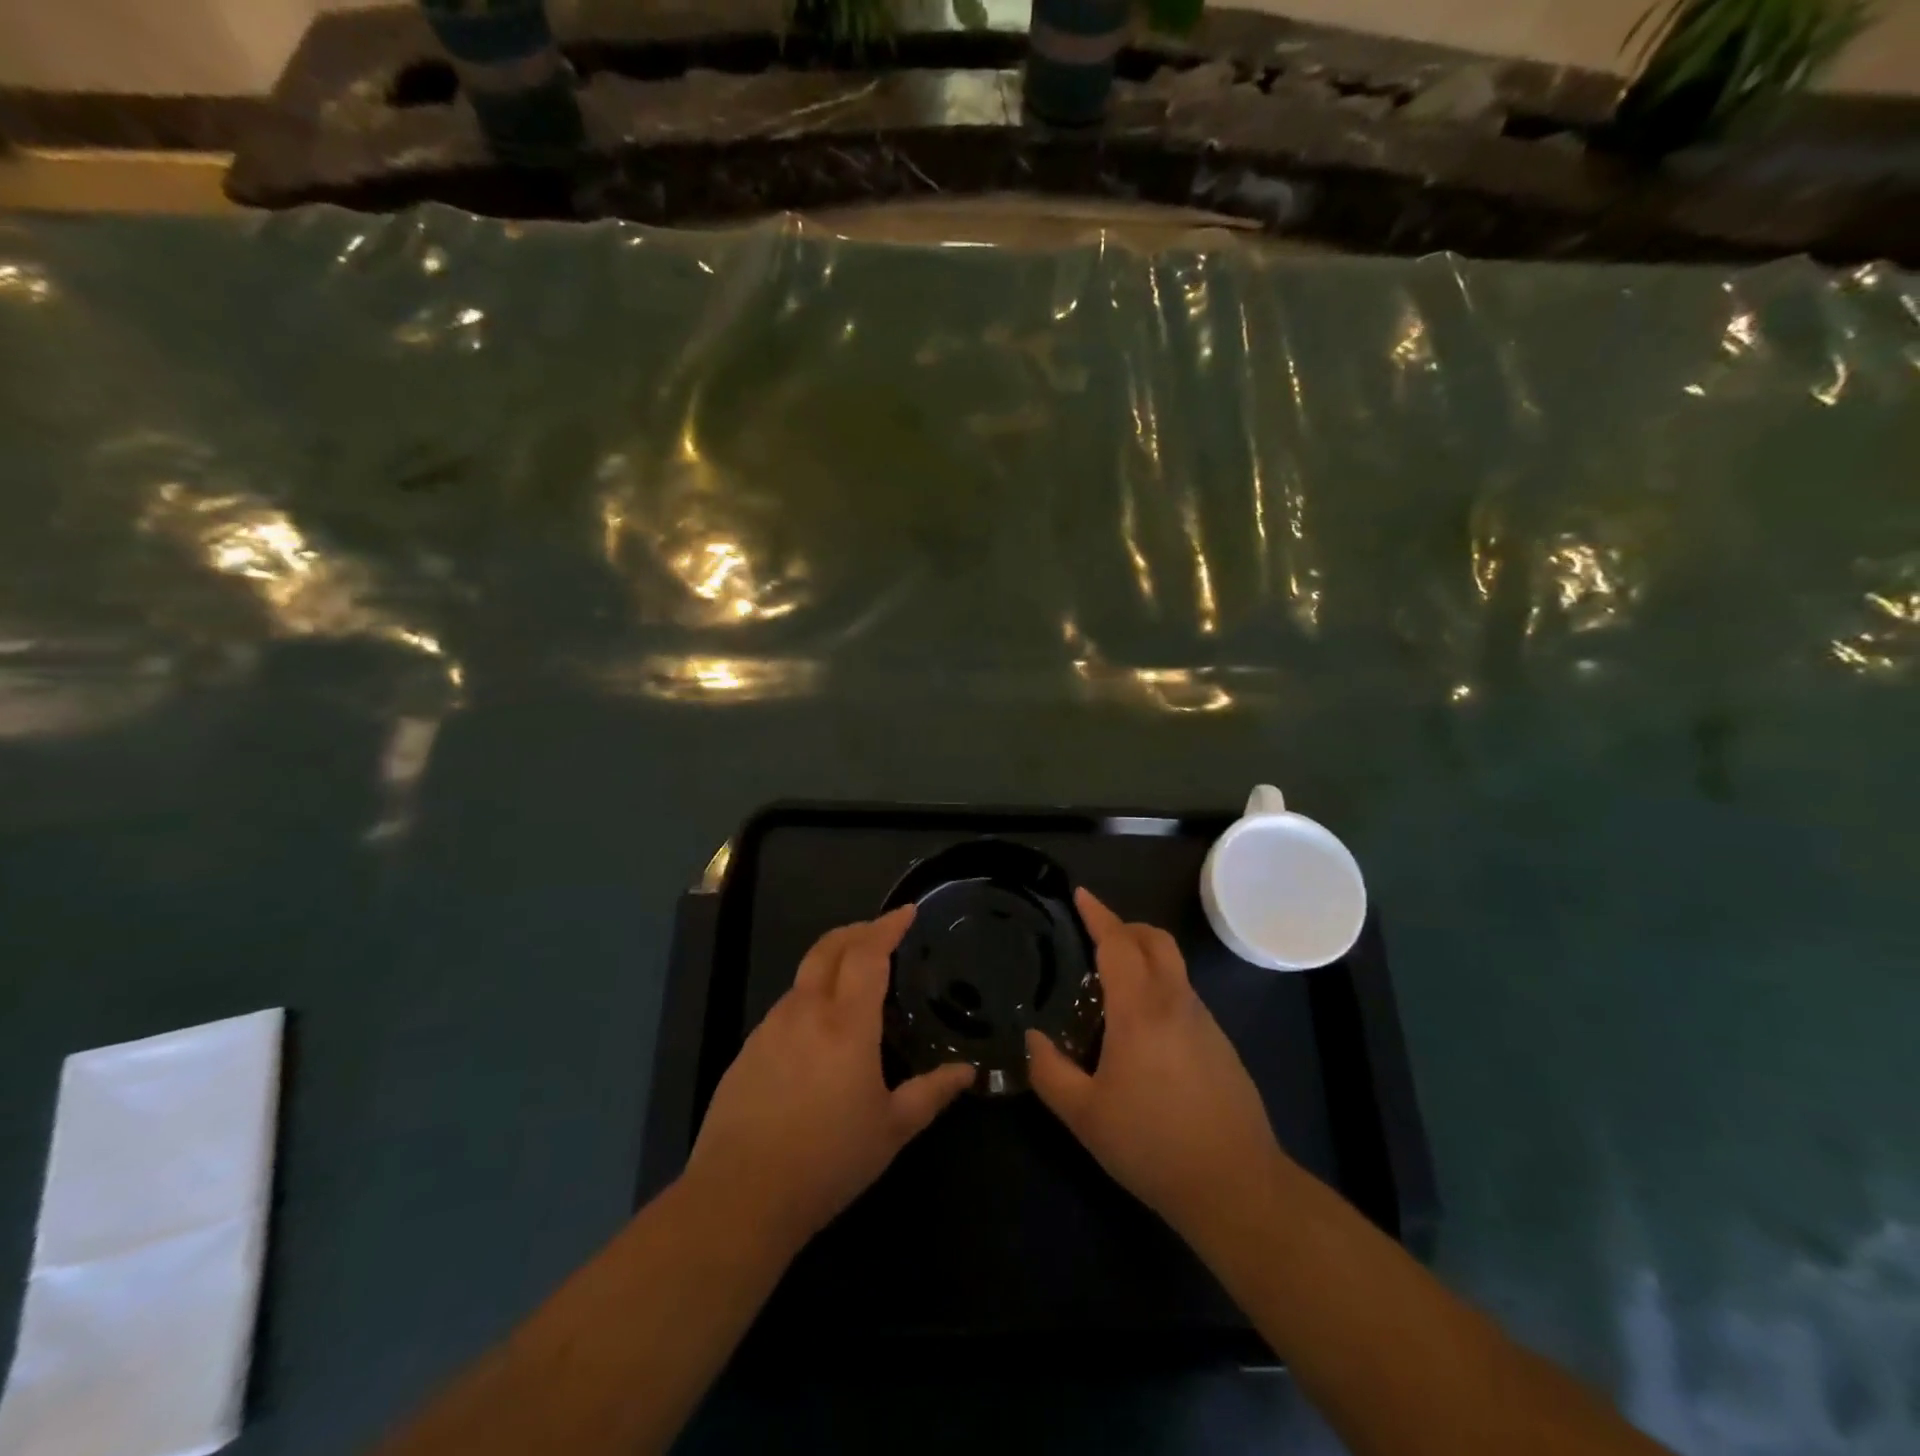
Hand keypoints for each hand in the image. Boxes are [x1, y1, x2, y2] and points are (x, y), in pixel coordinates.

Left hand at [684, 906, 973, 1253]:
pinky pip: (786, 1008)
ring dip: (832, 963)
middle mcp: (806, 1012)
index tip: (907, 911)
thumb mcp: (891, 1130)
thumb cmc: (828, 1161)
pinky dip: (810, 998)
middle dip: (858, 929)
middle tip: (882, 930)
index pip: (868, 953)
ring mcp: (770, 1028)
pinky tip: (818, 1033)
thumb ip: (931, 1094)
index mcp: (846, 1023)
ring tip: (854, 982)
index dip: (888, 926)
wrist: (739, 1197)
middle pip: (829, 947)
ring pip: (805, 977)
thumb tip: (967, 1072)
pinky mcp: (748, 1050)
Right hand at [1026, 890, 1285, 1245]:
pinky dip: (1160, 990)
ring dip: (1144, 960)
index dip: (1098, 914)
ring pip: (1173, 968)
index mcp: (1140, 1009)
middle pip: (1156, 940)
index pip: (1118, 942)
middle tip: (1096, 936)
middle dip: (1126, 927)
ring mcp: (1204, 1022)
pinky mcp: (1221, 1045)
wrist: (1236, 1186)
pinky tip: (1142, 1034)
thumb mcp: (1085, 1115)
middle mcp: (1176, 1002)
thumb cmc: (1152, 1144)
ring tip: (1112, 990)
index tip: (1081, 895)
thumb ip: (1050, 1072)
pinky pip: (1184, 997)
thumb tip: (1032, 1039)